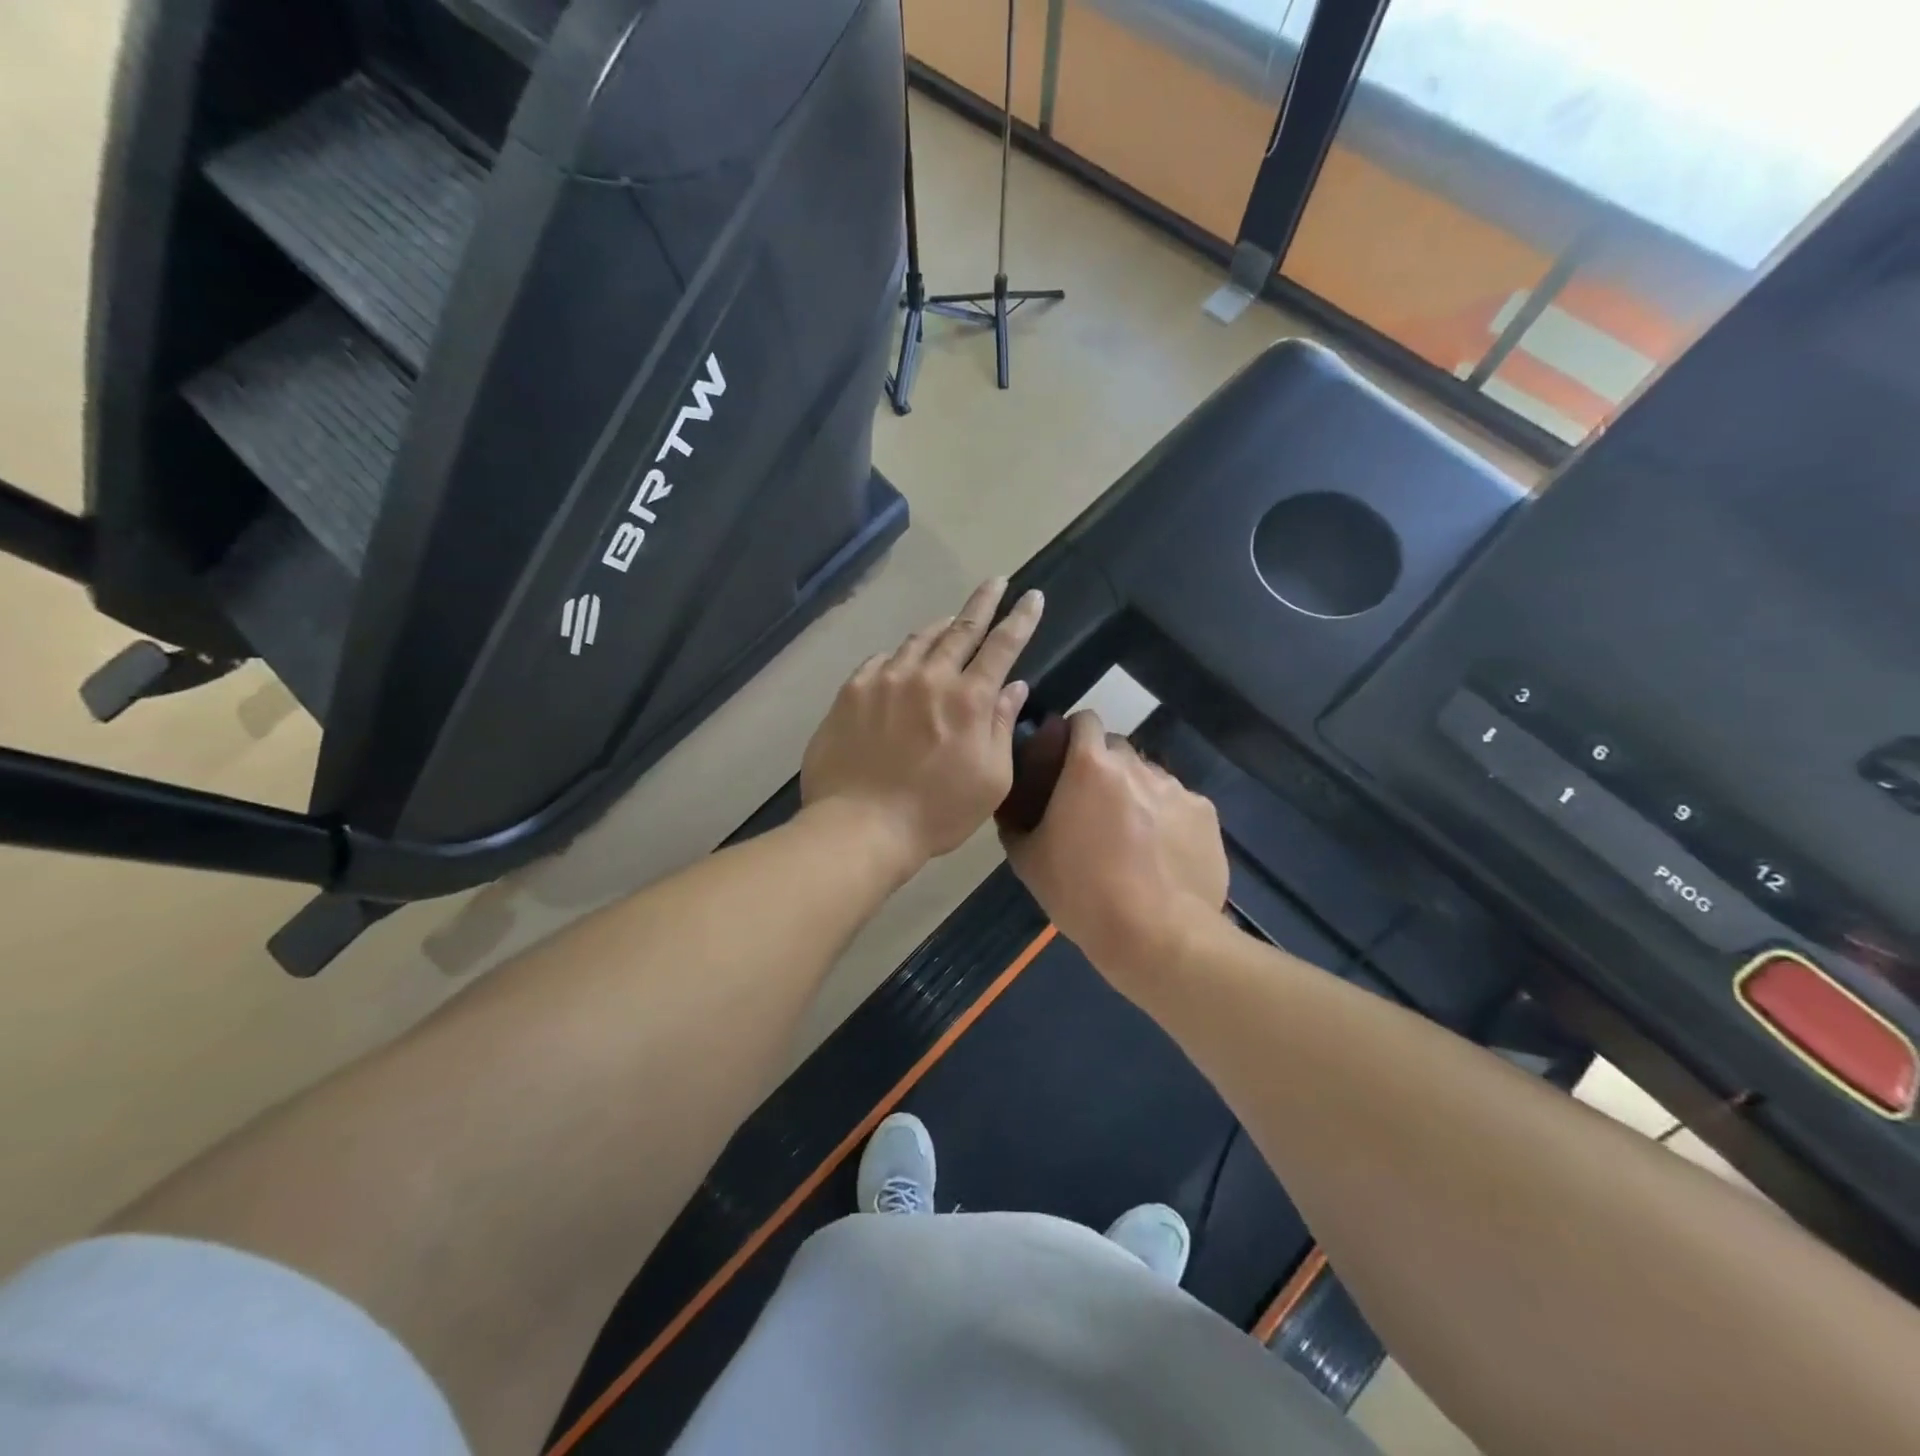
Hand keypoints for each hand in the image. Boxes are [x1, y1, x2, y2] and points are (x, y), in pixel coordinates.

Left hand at [801, 578, 1044, 876]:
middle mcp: (929, 676)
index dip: (1020, 618)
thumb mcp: (990, 779)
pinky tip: (900, 663)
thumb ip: (1001, 727)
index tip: (1032, 596)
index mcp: (969, 699)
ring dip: (940, 627)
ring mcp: (886, 679)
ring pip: (919, 639)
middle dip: (983, 602)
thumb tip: (1014, 687)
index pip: (1002, 645)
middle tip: (994, 582)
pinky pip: (881, 659)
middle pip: (961, 628)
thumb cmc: (936, 812)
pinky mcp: (853, 690)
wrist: (860, 825)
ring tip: (949, 622)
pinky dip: (899, 656)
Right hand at [1001, 711, 1227, 994]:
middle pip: (1118, 749)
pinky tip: (1163, 854)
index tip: (1064, 762)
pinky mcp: (1207, 815)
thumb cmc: (1083, 894)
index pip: (1084, 721)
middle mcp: (1137, 766)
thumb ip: (1016, 825)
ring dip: (1137, 793)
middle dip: (1104, 767)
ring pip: (1150, 777)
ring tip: (1133, 835)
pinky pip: (1180, 804)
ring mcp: (1177, 789)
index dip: (1073, 736)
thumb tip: (1011, 814)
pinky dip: (1168, 819)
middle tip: (1093, 806)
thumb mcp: (1029, 862)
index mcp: (1090, 767)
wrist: (1157, 936)